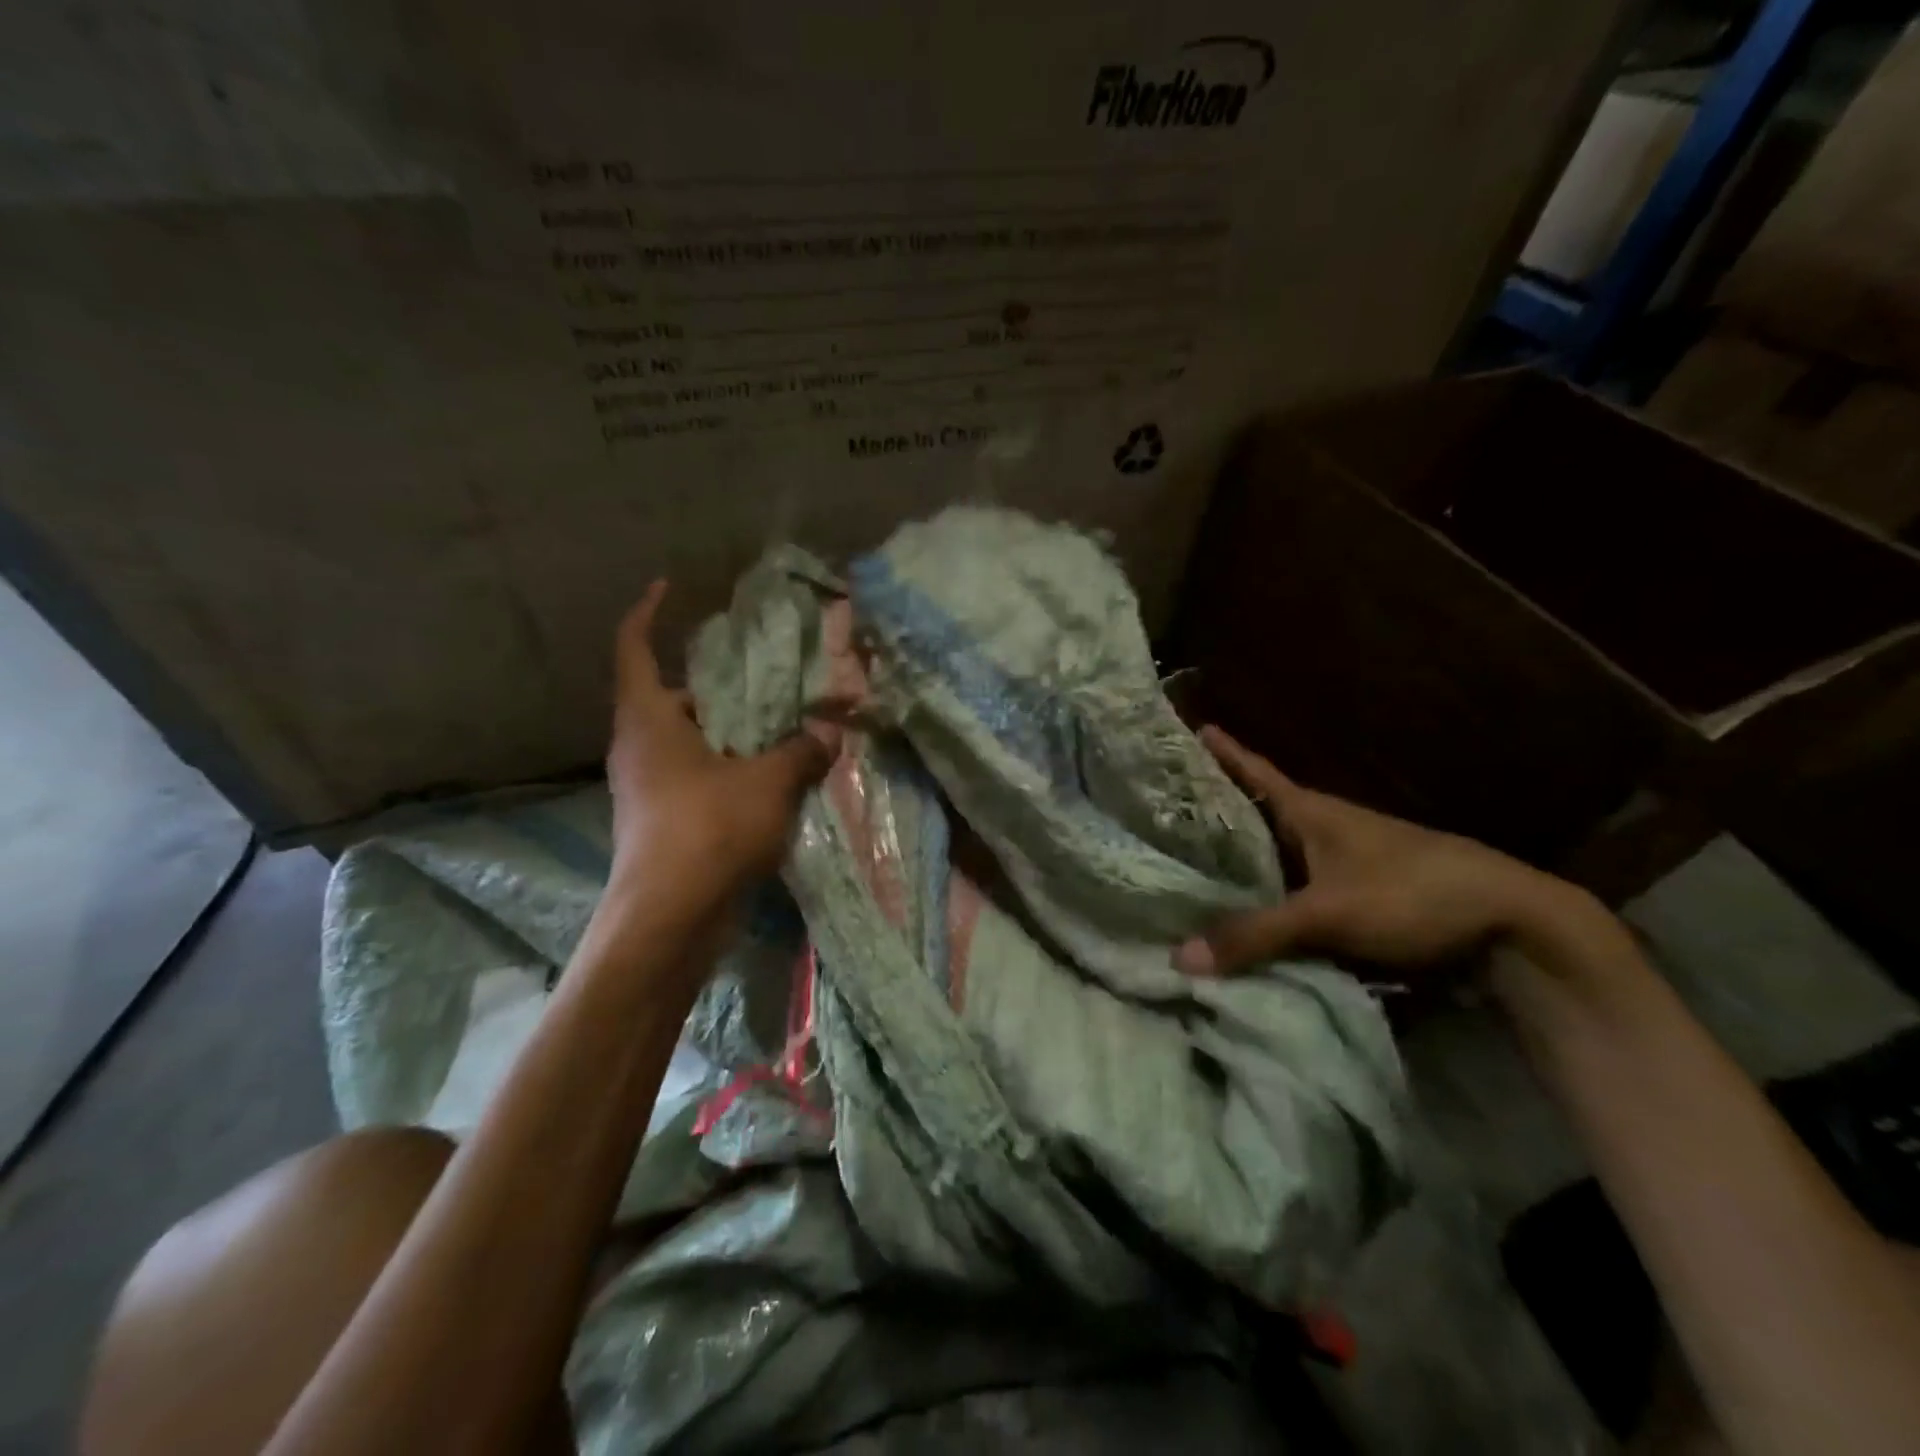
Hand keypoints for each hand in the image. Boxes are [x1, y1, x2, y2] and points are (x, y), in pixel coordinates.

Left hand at [605, 581, 831, 914]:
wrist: (670, 918)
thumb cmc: (709, 830)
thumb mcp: (769, 782)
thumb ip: (801, 751)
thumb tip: (830, 734)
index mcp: (648, 720)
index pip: (634, 648)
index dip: (647, 613)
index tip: (669, 588)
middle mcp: (639, 748)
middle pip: (670, 698)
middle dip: (713, 685)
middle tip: (761, 677)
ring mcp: (648, 788)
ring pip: (687, 742)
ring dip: (727, 732)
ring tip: (777, 726)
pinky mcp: (663, 822)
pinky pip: (697, 778)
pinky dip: (729, 769)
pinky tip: (771, 779)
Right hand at [1174, 727, 1580, 975]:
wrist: (1509, 923)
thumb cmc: (1412, 892)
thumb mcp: (1327, 913)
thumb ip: (1256, 935)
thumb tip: (1180, 958)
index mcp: (1310, 811)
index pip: (1255, 772)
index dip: (1224, 752)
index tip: (1191, 728)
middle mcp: (1322, 829)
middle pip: (1258, 813)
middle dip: (1215, 812)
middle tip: (1166, 811)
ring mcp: (1342, 863)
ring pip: (1276, 855)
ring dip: (1240, 859)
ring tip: (1191, 865)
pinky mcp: (1357, 895)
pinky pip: (1295, 889)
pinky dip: (1268, 896)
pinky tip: (1246, 910)